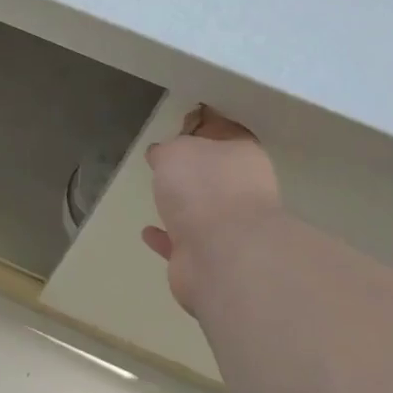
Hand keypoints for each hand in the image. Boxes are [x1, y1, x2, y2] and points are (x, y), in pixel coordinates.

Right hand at [142, 106, 278, 315]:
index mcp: (242, 158)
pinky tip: (148, 232)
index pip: (225, 137)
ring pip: (203, 212)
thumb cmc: (202, 188)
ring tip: (157, 200)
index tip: (179, 132)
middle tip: (165, 168)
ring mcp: (231, 230)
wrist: (221, 254)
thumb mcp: (176, 152)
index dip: (203, 133)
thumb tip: (162, 154)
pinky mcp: (211, 260)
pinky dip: (167, 238)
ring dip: (182, 209)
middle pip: (215, 177)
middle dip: (194, 174)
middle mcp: (243, 192)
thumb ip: (168, 150)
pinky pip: (183, 244)